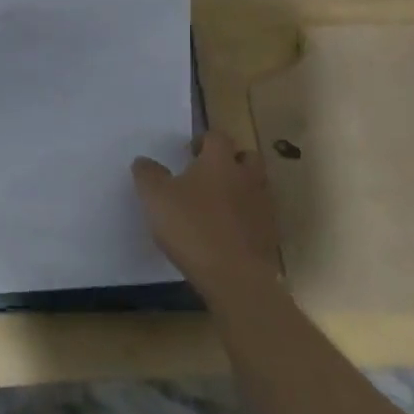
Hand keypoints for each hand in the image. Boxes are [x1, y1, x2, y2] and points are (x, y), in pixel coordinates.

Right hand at [132, 131, 282, 300]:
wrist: (235, 277)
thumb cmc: (192, 227)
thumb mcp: (155, 197)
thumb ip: (147, 174)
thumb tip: (143, 161)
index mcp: (220, 162)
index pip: (217, 137)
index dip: (203, 140)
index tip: (189, 153)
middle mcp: (246, 178)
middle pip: (247, 157)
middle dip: (231, 161)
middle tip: (209, 174)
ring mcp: (263, 208)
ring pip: (256, 187)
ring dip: (240, 190)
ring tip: (217, 205)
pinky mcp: (270, 236)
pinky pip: (258, 217)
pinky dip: (245, 219)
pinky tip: (227, 233)